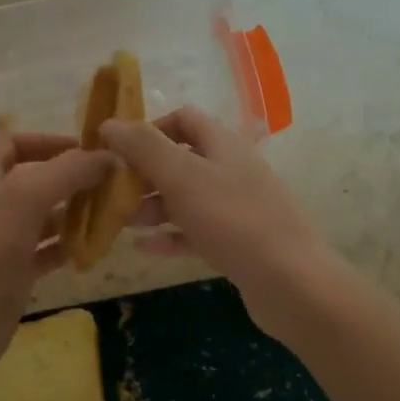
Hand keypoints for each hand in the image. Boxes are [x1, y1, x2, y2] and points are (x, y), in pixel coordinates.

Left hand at [0, 131, 113, 378]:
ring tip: (112, 215)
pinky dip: (67, 246)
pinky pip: (45, 250)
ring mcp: (1, 241)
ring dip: (75, 212)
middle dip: (72, 178)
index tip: (90, 150)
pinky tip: (91, 250)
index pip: (15, 143)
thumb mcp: (22, 201)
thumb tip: (108, 155)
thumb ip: (65, 172)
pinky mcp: (12, 273)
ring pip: (44, 216)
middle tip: (112, 184)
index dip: (50, 141)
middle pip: (36, 179)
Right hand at [100, 106, 336, 338]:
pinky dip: (170, 236)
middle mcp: (231, 169)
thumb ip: (145, 147)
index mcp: (223, 144)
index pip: (183, 118)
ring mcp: (237, 208)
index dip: (149, 129)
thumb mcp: (183, 176)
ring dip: (153, 205)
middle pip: (181, 159)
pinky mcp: (237, 242)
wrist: (290, 282)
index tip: (118, 150)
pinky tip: (143, 248)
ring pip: (186, 198)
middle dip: (145, 173)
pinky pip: (196, 232)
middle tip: (112, 192)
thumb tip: (109, 123)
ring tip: (121, 222)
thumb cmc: (233, 220)